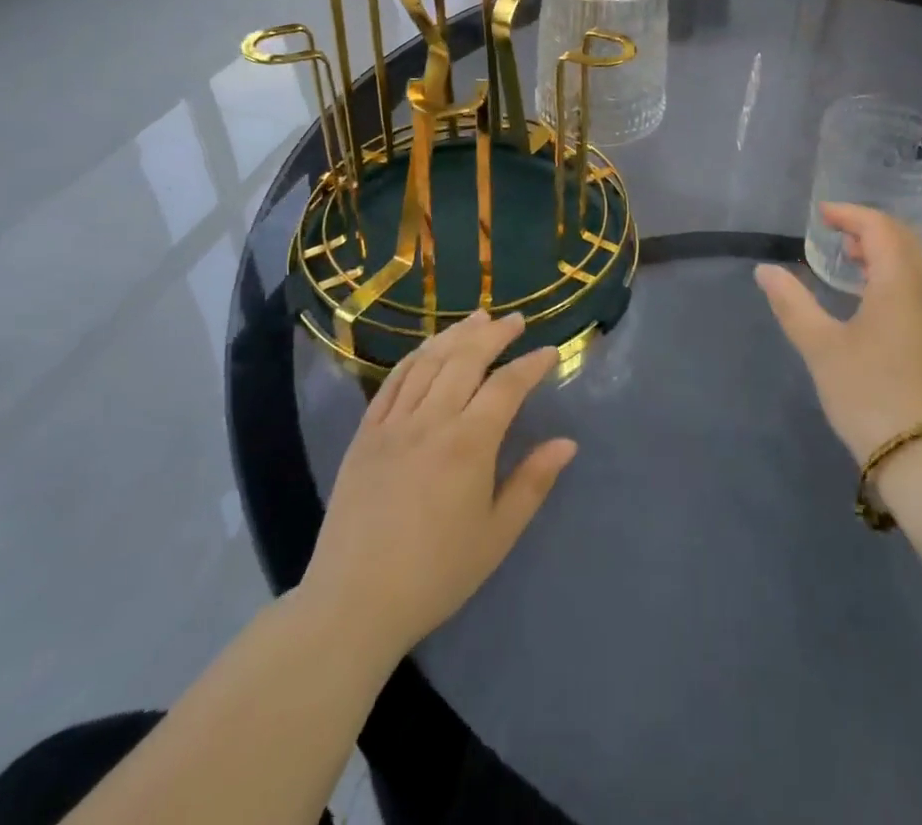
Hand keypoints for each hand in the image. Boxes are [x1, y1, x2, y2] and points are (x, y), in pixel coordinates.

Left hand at [297, 311, 575, 661]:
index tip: (550, 352)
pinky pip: (393, 381)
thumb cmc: (435, 574)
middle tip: (515, 321)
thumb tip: (567, 443)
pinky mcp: (365, 434)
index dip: (531, 364)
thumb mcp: (496, 535)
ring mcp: (393, 424)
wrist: (353, 604)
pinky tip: (428, 348)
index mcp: (468, 444)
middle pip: (465, 358)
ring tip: (478, 318)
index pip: (507, 386)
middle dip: (494, 334)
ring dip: (456, 335)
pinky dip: (415, 356)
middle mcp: (431, 421)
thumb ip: (533, 482)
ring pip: (428, 361)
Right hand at [755, 202, 921, 462]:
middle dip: (868, 226)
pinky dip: (888, 271)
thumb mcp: (821, 347)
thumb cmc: (868, 393)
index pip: (879, 228)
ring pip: (910, 262)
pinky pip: (912, 283)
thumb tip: (764, 270)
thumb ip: (792, 304)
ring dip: (880, 249)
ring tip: (847, 256)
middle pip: (901, 238)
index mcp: (898, 283)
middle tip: (834, 229)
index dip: (850, 214)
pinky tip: (864, 293)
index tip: (821, 214)